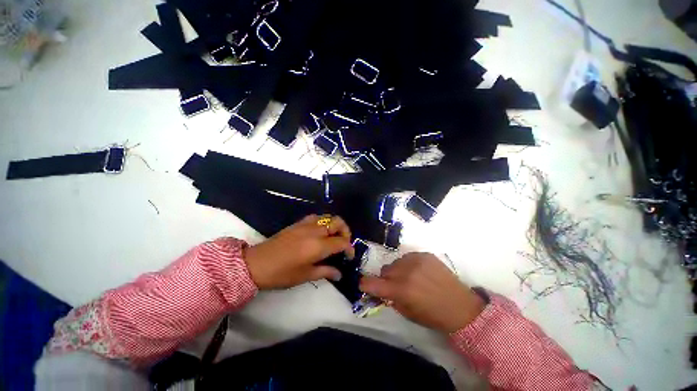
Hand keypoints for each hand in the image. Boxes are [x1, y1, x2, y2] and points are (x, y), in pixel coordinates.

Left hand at [245, 215, 354, 289]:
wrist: (256, 263)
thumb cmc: (281, 274)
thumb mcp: (305, 276)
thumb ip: (326, 272)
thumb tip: (339, 273)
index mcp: (318, 246)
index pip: (342, 242)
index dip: (349, 248)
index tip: (349, 256)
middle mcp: (315, 231)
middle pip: (338, 222)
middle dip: (346, 232)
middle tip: (343, 244)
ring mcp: (306, 224)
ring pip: (329, 217)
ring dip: (335, 225)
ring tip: (333, 237)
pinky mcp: (299, 222)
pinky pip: (317, 217)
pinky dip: (324, 222)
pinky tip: (320, 232)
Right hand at [360, 252, 484, 333]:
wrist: (461, 306)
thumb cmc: (433, 315)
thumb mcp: (407, 313)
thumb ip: (390, 299)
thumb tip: (379, 290)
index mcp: (401, 290)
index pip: (372, 283)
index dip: (365, 284)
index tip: (364, 285)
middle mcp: (406, 271)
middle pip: (384, 270)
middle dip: (386, 278)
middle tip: (395, 285)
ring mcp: (416, 260)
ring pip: (395, 262)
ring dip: (398, 270)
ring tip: (410, 278)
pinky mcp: (425, 254)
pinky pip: (408, 257)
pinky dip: (409, 264)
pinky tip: (420, 272)